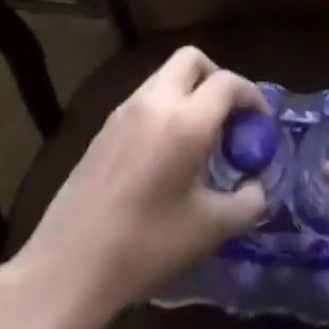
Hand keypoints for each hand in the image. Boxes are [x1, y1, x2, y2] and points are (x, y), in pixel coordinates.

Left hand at [11, 46, 268, 328]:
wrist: (67, 268)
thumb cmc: (145, 246)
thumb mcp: (209, 230)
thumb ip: (246, 204)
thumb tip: (258, 190)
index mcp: (185, 121)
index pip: (227, 83)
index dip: (252, 96)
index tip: (260, 124)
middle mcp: (154, 103)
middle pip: (191, 60)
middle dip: (217, 78)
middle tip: (229, 118)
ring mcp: (123, 112)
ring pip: (165, 77)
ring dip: (189, 92)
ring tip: (200, 138)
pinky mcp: (103, 129)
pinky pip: (145, 99)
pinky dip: (166, 108)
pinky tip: (167, 153)